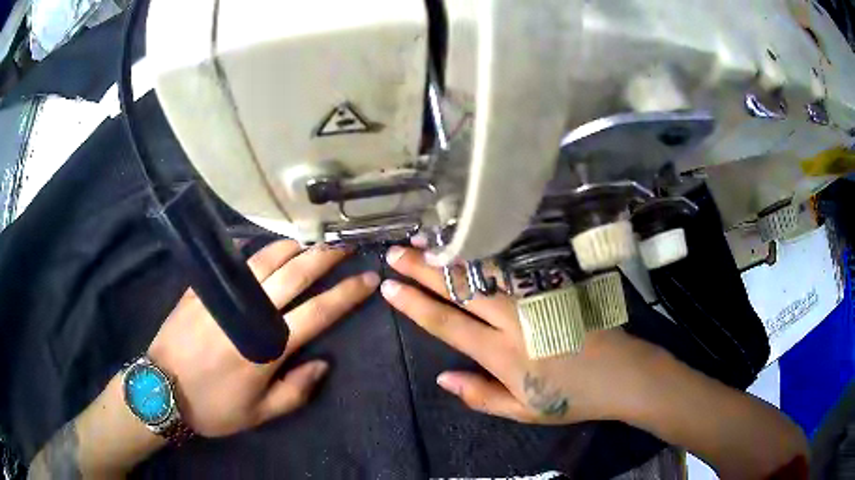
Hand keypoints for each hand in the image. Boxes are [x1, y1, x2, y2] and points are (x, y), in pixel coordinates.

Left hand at [148, 240, 379, 436]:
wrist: (162, 389)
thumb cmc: (213, 406)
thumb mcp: (260, 413)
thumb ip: (296, 391)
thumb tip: (322, 364)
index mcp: (268, 346)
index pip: (318, 312)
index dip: (347, 294)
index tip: (368, 279)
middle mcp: (250, 312)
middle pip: (295, 275)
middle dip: (325, 257)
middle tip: (344, 244)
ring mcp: (224, 296)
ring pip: (265, 261)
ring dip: (293, 247)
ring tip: (312, 240)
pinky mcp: (203, 289)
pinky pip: (235, 263)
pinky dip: (257, 253)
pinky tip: (268, 249)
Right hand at [381, 246, 665, 424]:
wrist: (623, 373)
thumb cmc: (572, 398)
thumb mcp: (523, 410)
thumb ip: (480, 395)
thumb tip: (442, 377)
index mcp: (502, 354)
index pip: (447, 323)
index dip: (414, 304)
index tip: (388, 287)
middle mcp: (514, 320)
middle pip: (461, 289)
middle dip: (424, 269)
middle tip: (395, 252)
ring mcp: (536, 298)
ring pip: (486, 270)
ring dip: (453, 256)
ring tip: (425, 242)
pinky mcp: (555, 287)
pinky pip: (514, 267)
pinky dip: (487, 255)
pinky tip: (473, 245)